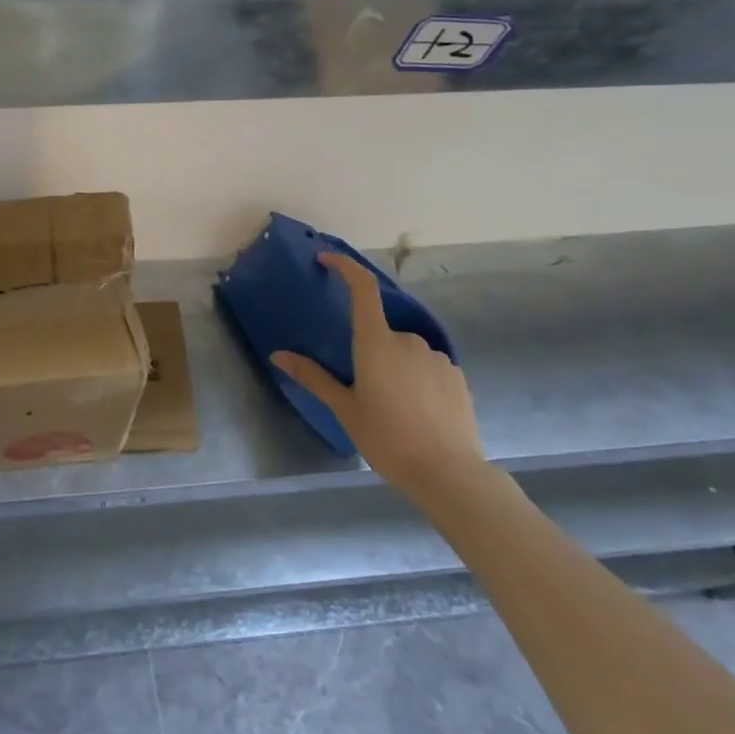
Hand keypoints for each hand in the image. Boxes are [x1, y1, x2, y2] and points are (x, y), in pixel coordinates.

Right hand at [271, 253, 486, 496]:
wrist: (448, 473)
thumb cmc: (387, 438)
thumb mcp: (345, 409)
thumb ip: (314, 377)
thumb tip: (277, 355)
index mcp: (375, 342)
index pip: (362, 289)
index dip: (345, 267)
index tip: (327, 260)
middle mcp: (407, 340)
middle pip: (381, 332)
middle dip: (370, 352)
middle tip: (364, 391)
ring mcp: (436, 356)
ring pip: (405, 352)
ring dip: (395, 368)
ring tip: (392, 409)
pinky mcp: (456, 375)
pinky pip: (427, 367)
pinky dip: (417, 380)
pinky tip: (416, 413)